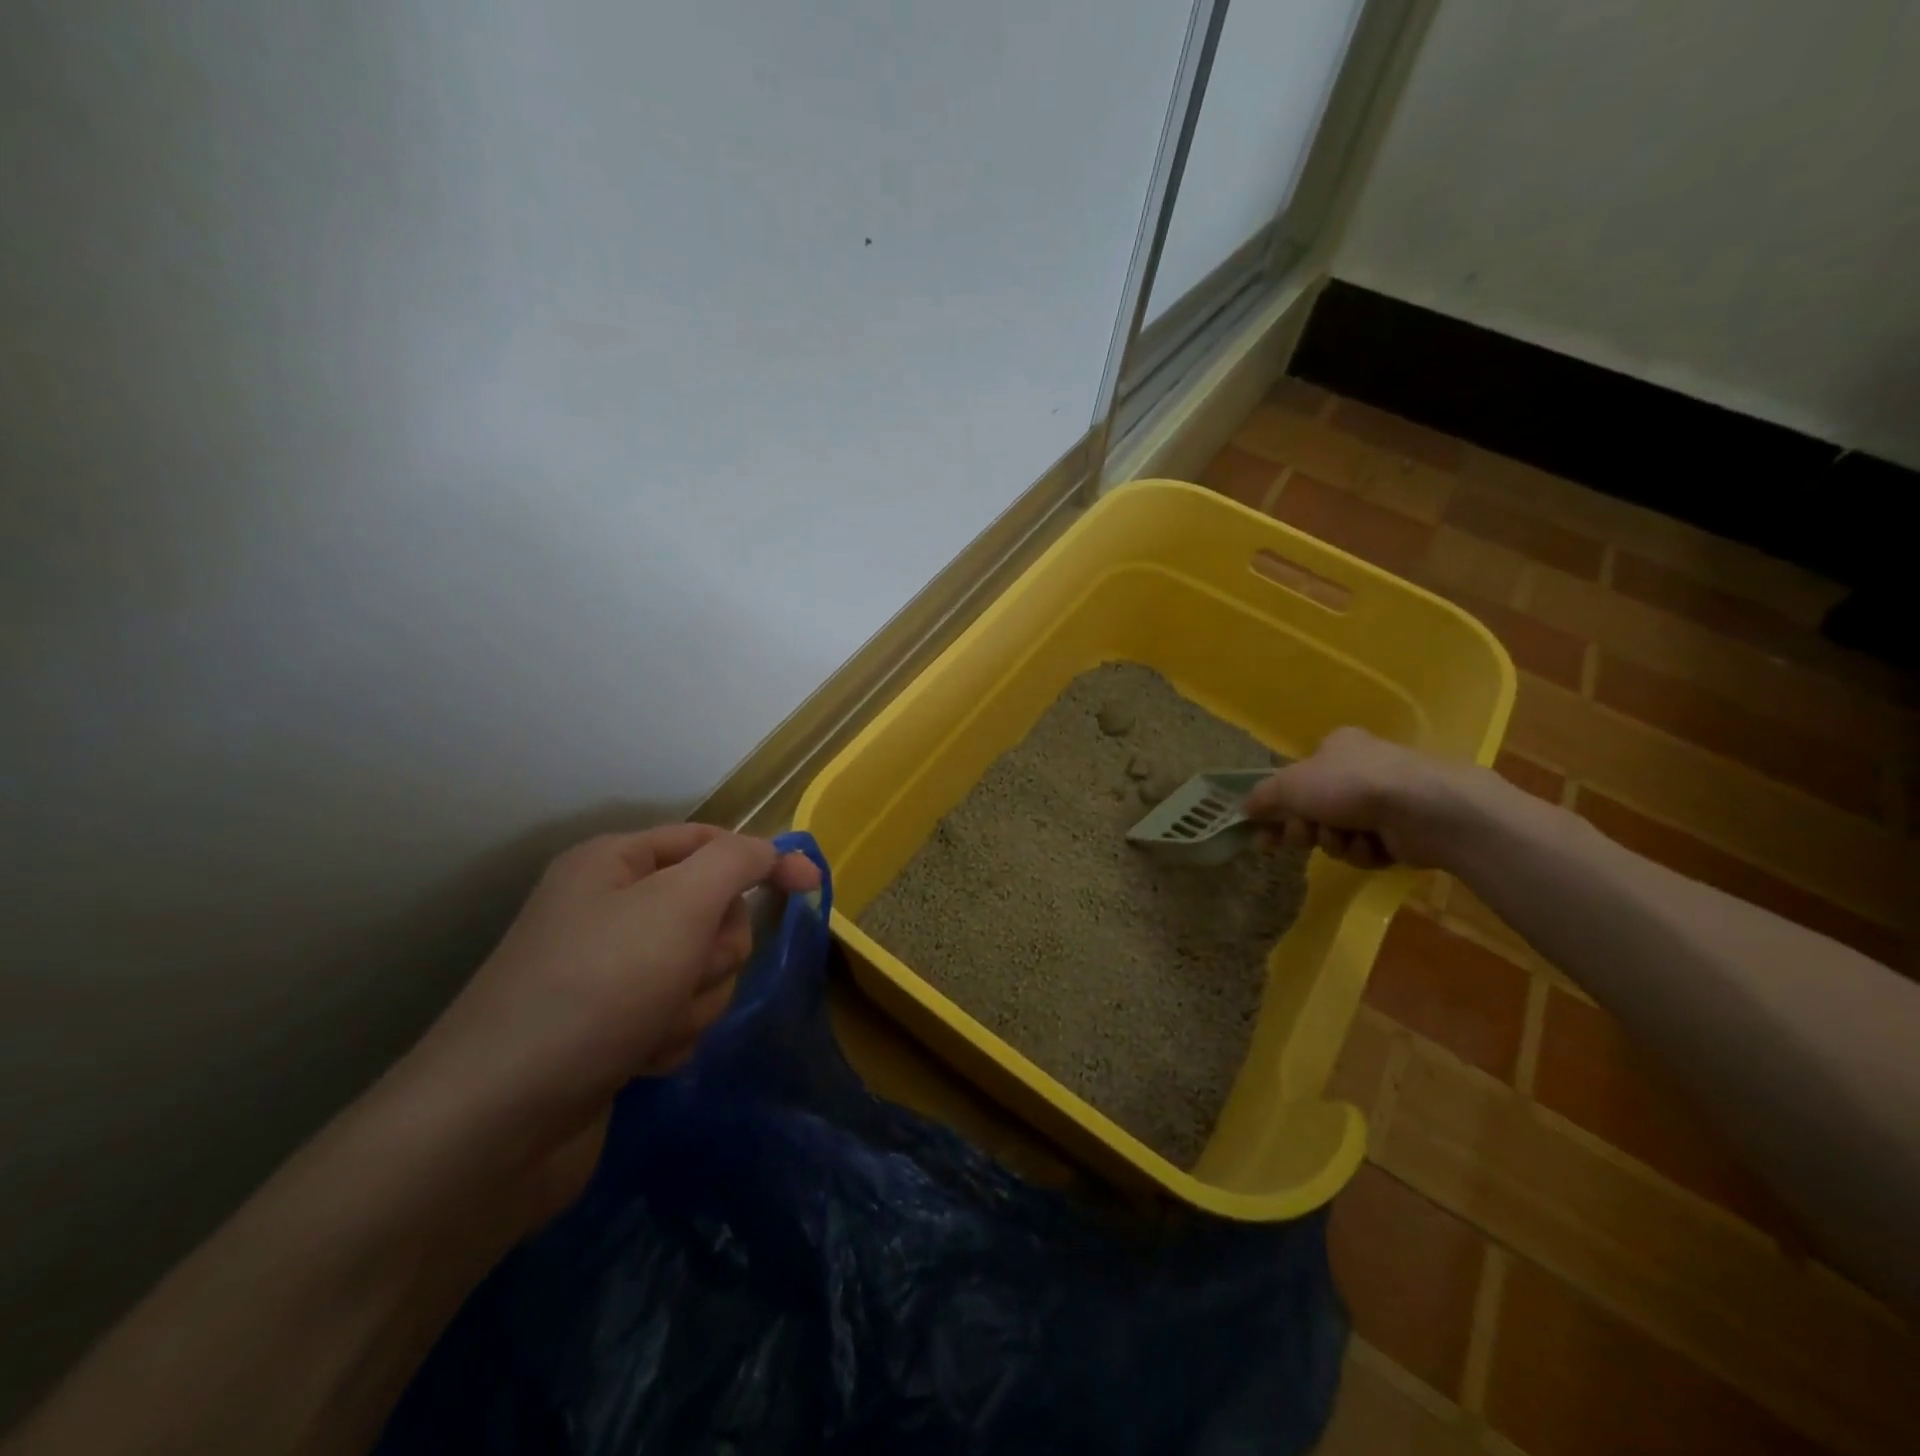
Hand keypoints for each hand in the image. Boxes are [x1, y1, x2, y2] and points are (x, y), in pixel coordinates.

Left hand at [395, 825, 819, 1222]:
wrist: (497, 1124)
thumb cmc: (597, 988)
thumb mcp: (680, 903)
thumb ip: (738, 863)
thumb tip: (777, 852)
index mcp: (616, 863)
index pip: (711, 841)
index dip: (764, 860)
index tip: (812, 888)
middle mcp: (611, 909)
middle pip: (712, 911)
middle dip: (714, 949)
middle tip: (685, 971)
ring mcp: (610, 973)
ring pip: (703, 969)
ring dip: (694, 1000)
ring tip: (650, 1028)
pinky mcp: (613, 1028)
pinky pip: (678, 1015)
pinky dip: (671, 1036)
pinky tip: (638, 1060)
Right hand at [1244, 727, 1480, 869]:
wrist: (1425, 809)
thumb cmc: (1351, 785)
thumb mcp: (1290, 785)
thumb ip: (1262, 797)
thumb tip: (1244, 809)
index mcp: (1335, 748)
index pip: (1295, 779)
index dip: (1276, 809)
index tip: (1263, 835)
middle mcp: (1359, 770)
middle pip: (1314, 810)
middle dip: (1308, 829)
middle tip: (1306, 836)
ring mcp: (1384, 800)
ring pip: (1339, 833)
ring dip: (1336, 842)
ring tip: (1350, 838)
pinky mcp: (1404, 830)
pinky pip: (1367, 849)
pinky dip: (1365, 852)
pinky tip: (1375, 846)